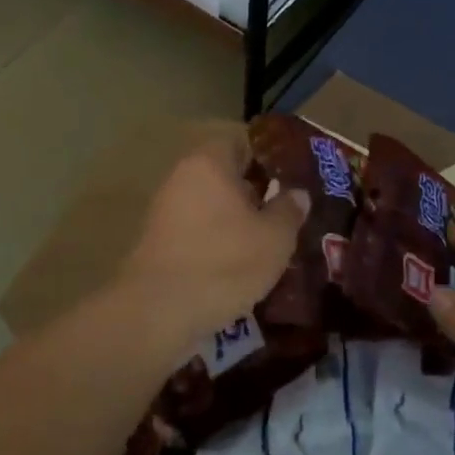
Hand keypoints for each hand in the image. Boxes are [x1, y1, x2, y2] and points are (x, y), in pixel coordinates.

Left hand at [119, 128, 309, 348]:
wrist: (158, 312)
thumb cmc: (223, 262)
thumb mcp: (274, 238)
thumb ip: (288, 210)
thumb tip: (297, 193)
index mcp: (210, 162)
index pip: (241, 141)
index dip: (268, 157)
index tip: (291, 177)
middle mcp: (183, 176)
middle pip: (225, 173)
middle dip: (254, 191)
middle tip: (284, 212)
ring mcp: (166, 209)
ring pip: (211, 204)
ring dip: (236, 219)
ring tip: (266, 242)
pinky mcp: (157, 241)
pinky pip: (196, 229)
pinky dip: (216, 240)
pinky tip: (237, 265)